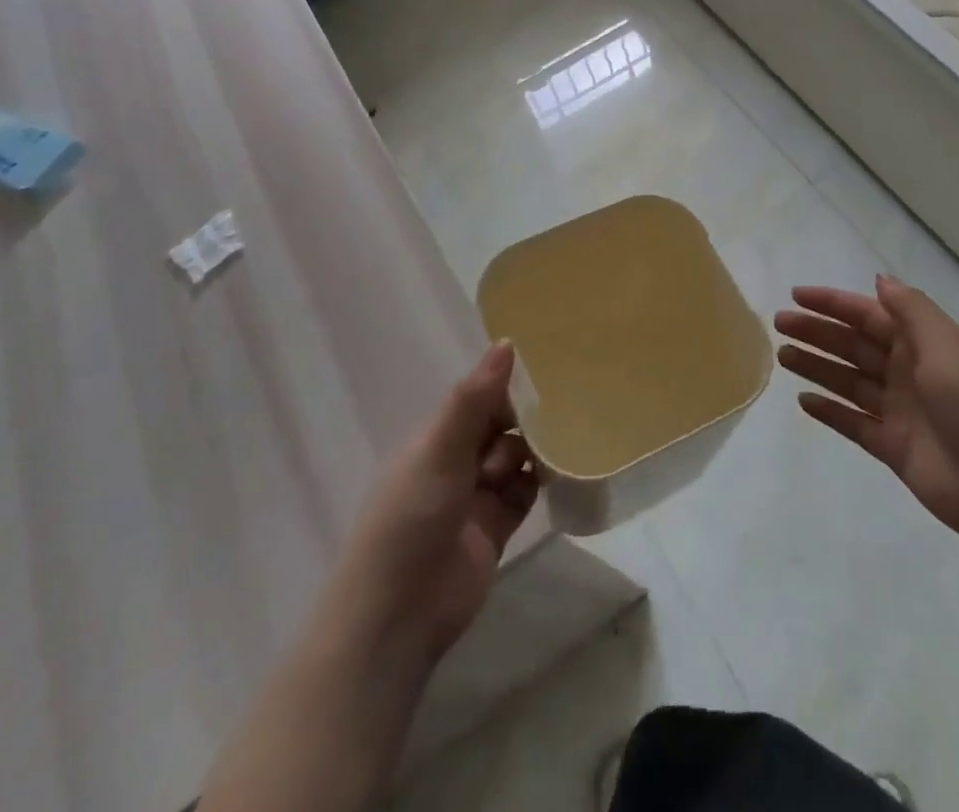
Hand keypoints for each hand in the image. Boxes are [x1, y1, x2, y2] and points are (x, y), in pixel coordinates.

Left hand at [331, 342, 539, 667]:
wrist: (398, 616)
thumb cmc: (411, 519)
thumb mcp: (441, 450)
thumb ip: (475, 398)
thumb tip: (507, 341)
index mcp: (436, 439)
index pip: (478, 399)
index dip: (506, 387)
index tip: (545, 374)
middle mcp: (455, 463)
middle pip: (499, 428)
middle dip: (525, 420)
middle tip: (560, 411)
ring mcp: (475, 498)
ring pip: (515, 459)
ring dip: (532, 452)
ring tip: (549, 453)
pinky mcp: (495, 529)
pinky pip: (524, 494)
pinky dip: (538, 483)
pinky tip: (556, 475)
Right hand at [775, 275, 958, 555]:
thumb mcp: (948, 345)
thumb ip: (911, 311)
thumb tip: (880, 279)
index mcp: (925, 342)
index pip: (870, 314)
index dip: (834, 303)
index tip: (797, 295)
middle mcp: (910, 371)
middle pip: (855, 345)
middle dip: (818, 331)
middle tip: (779, 323)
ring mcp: (902, 411)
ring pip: (850, 381)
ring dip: (818, 367)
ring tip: (783, 356)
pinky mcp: (895, 449)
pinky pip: (855, 424)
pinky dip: (831, 412)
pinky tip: (804, 401)